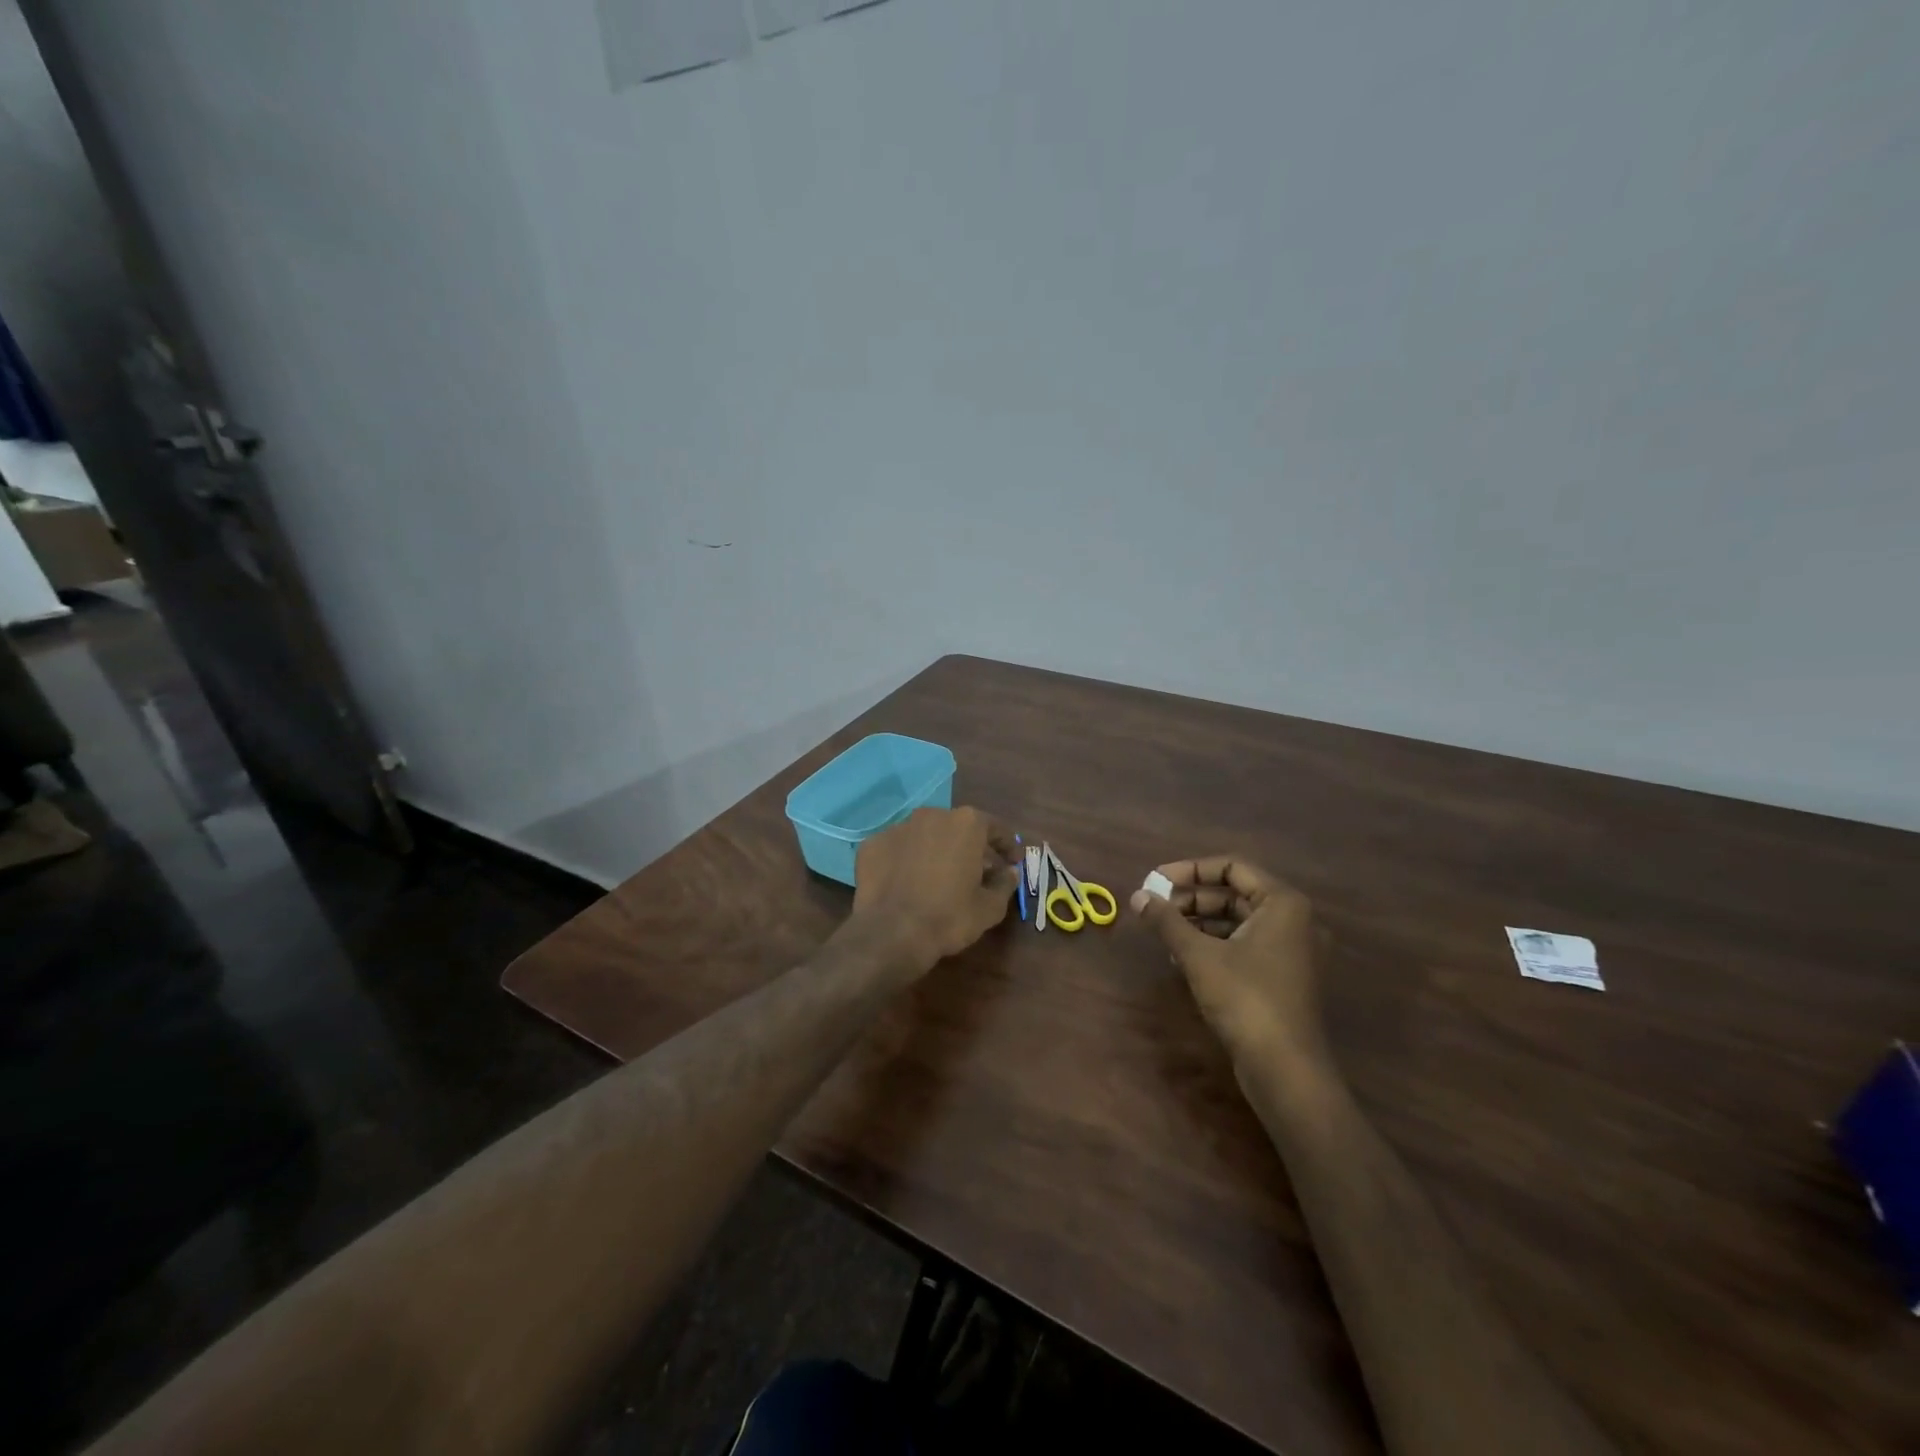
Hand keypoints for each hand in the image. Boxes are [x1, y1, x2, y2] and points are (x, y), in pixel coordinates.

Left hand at [850, 806, 1017, 975]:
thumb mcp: (990, 907)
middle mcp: (932, 815)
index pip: (995, 828)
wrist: (891, 933)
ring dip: (935, 851)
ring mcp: (898, 827)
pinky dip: (905, 861)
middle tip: (977, 871)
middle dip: (969, 847)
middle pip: (958, 828)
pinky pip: (897, 849)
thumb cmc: (949, 917)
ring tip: (939, 877)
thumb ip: (1004, 884)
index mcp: (966, 823)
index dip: (1007, 846)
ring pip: (925, 836)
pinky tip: (907, 883)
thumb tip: (1009, 872)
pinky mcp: (872, 844)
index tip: (1012, 862)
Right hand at [1131, 857, 1323, 1062]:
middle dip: (1191, 897)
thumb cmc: (1245, 999)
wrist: (1286, 1070)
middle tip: (1155, 906)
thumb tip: (1137, 896)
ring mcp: (1292, 951)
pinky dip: (1214, 943)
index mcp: (1283, 903)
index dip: (1190, 870)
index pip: (1231, 866)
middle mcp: (1294, 920)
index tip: (1156, 881)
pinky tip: (1182, 956)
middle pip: (1235, 893)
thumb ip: (1167, 921)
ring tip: (1163, 930)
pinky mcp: (1284, 978)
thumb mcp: (1198, 955)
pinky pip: (1245, 945)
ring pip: (1238, 921)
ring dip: (1199, 921)